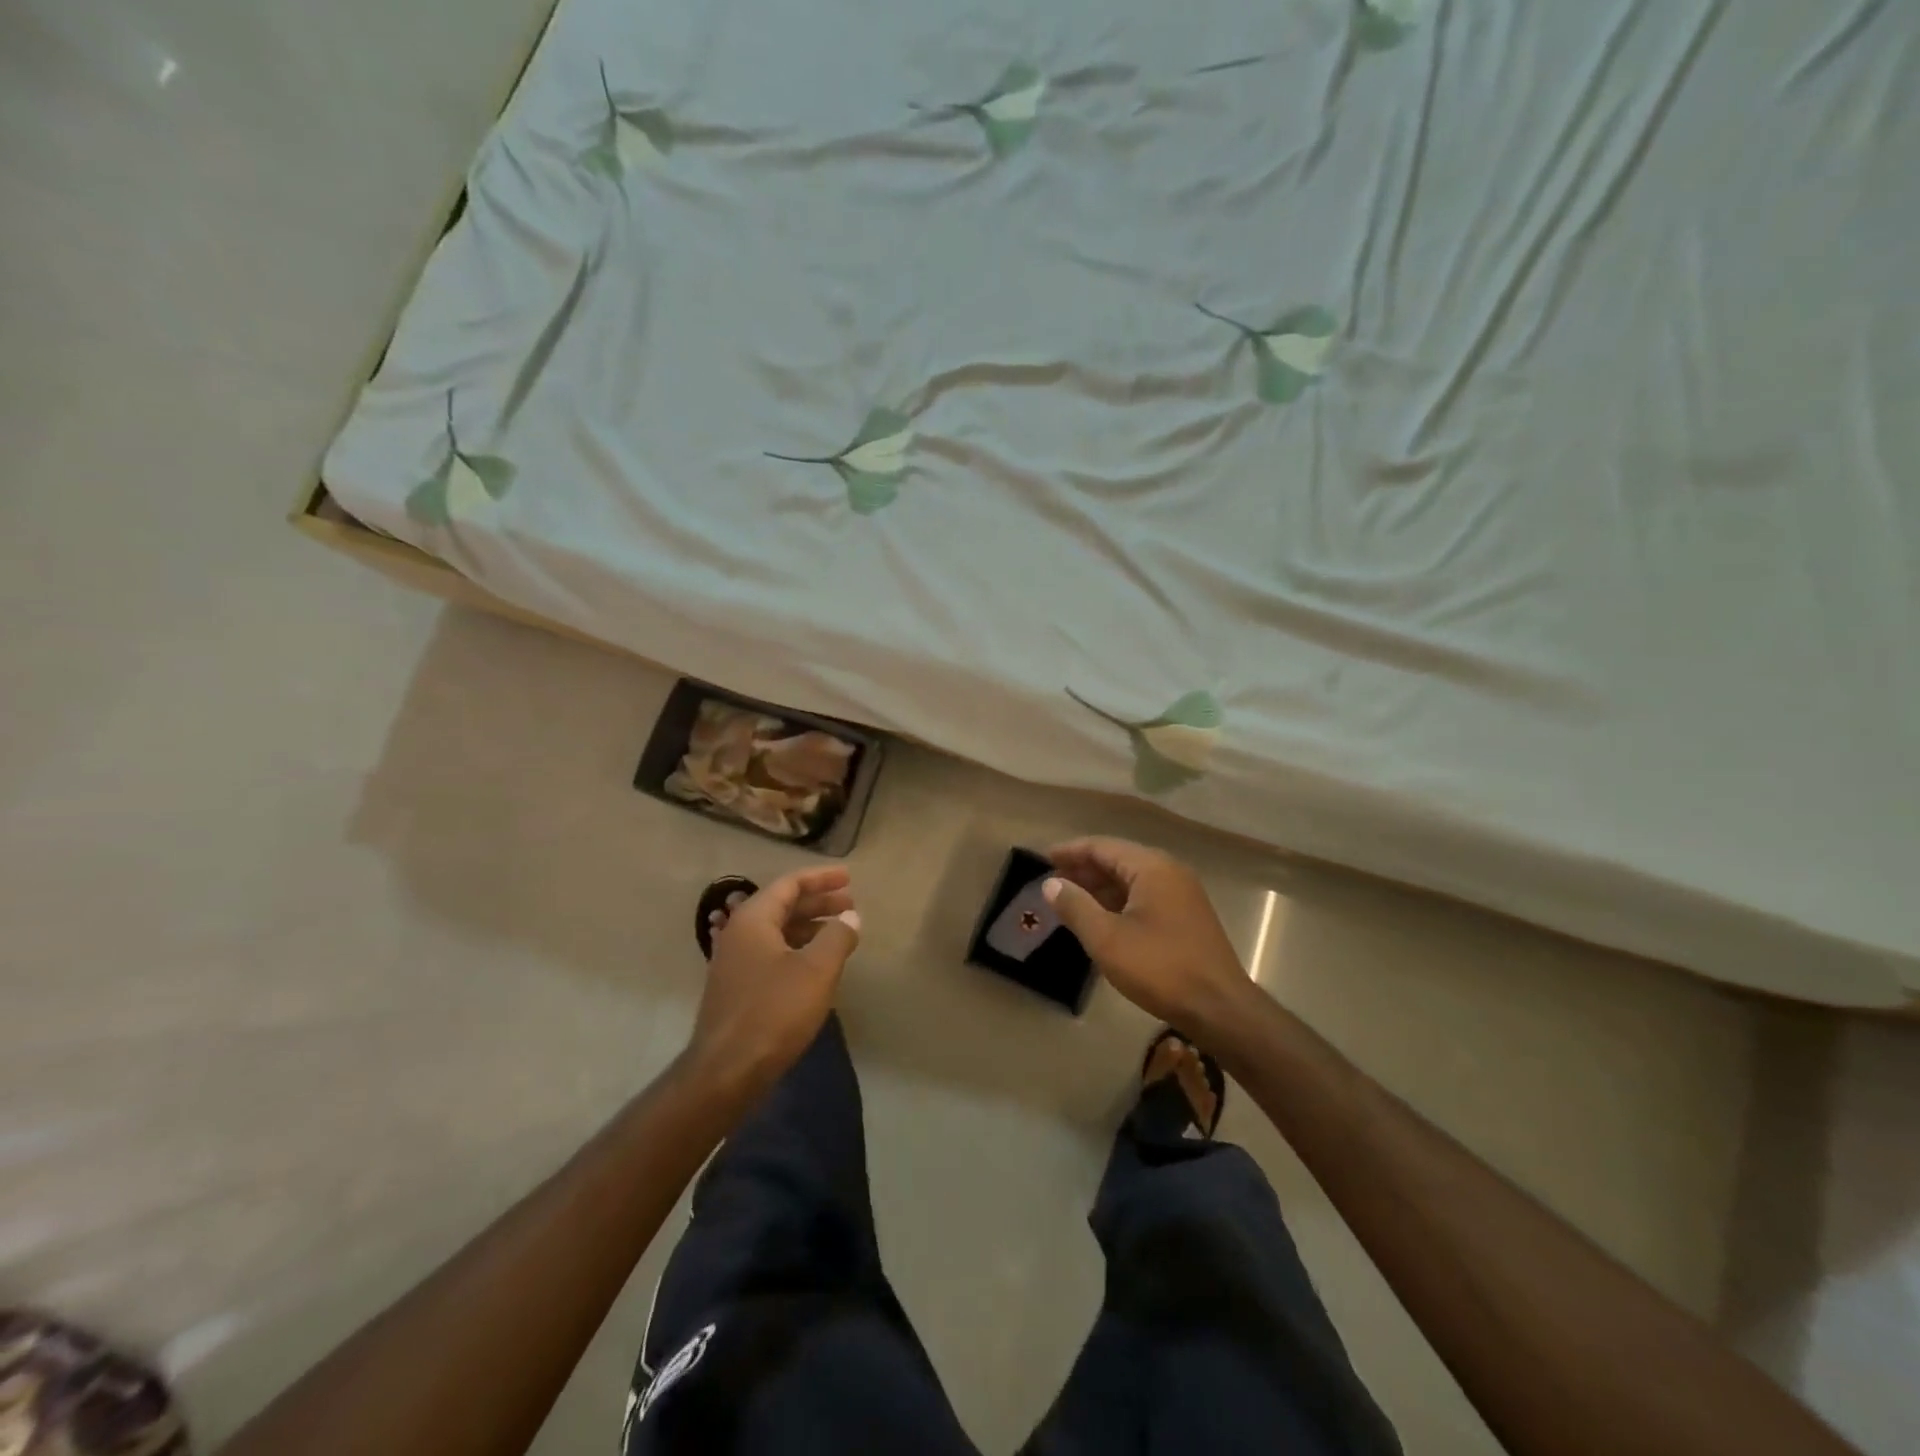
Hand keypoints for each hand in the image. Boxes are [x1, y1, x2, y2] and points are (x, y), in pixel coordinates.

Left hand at [687, 867, 860, 1095]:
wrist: (726, 1071)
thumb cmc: (774, 1011)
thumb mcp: (816, 970)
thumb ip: (837, 937)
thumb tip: (850, 918)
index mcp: (753, 920)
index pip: (789, 884)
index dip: (821, 878)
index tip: (849, 878)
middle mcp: (738, 933)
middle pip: (782, 905)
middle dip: (818, 902)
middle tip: (851, 904)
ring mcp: (734, 962)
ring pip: (777, 931)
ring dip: (809, 926)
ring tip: (840, 932)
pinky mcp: (737, 988)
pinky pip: (771, 953)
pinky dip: (797, 948)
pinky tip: (817, 963)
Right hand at [1045, 838, 1253, 1035]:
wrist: (1220, 1009)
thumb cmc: (1159, 968)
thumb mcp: (1107, 938)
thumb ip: (1076, 906)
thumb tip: (1051, 883)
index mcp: (1152, 867)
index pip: (1102, 846)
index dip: (1070, 851)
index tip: (1042, 858)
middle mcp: (1169, 872)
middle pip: (1118, 859)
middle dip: (1084, 869)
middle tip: (1052, 881)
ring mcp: (1182, 894)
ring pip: (1132, 880)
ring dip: (1100, 887)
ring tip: (1070, 900)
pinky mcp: (1186, 917)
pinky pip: (1145, 897)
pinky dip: (1118, 902)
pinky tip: (1101, 919)